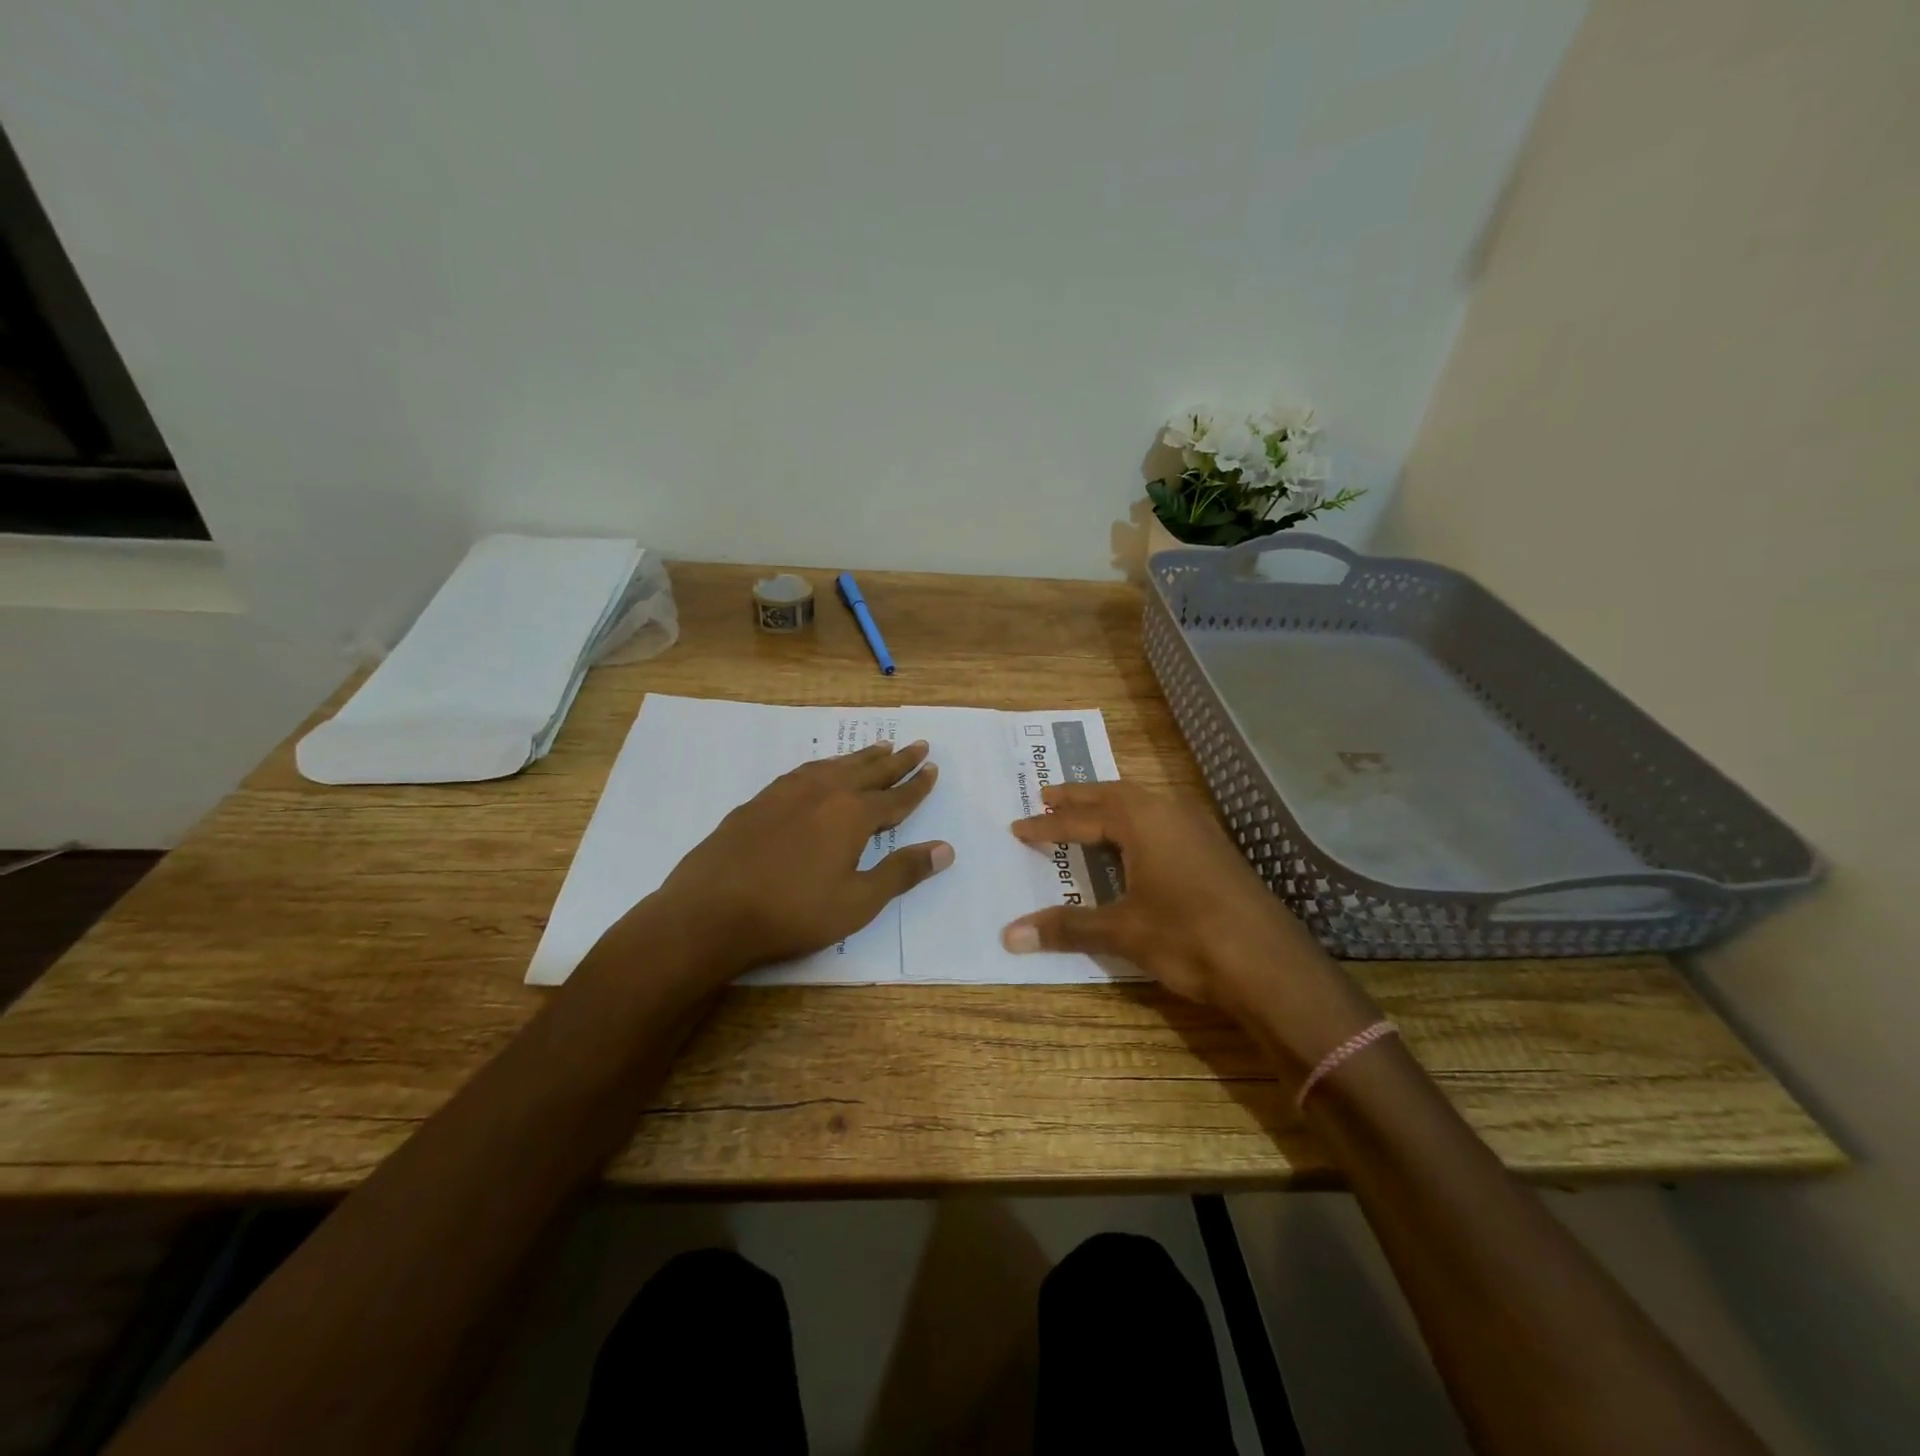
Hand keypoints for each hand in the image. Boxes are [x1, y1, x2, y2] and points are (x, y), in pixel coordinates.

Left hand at [640, 740, 951, 979]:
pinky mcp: (760, 801)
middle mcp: (823, 792)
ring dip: (861, 757)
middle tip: (918, 745)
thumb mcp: (857, 902)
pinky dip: (825, 766)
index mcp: (852, 815)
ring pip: (835, 766)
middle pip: (869, 772)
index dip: (917, 786)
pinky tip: (822, 771)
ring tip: (878, 748)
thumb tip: (946, 849)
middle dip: (897, 761)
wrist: (710, 912)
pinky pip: (804, 772)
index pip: (896, 797)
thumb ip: (902, 872)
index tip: (933, 768)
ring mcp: (787, 792)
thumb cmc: (793, 912)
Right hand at [1001, 782, 1377, 1080]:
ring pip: (1144, 805)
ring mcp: (1200, 829)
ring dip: (1110, 807)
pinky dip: (1137, 823)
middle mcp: (1170, 812)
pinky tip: (1137, 843)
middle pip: (1114, 795)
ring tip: (1086, 814)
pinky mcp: (1217, 850)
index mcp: (1142, 821)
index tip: (1018, 827)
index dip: (1048, 825)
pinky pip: (1164, 821)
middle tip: (1047, 796)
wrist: (1272, 966)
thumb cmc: (1188, 938)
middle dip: (1079, 798)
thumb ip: (1066, 927)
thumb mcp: (1122, 931)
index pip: (1082, 817)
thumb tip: (1008, 935)